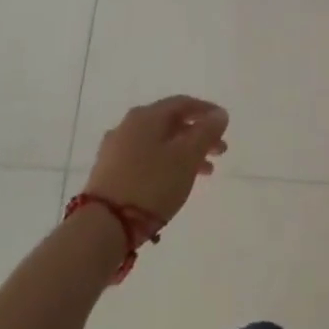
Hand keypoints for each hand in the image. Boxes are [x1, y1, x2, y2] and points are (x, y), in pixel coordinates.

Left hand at [83, 95, 229, 224]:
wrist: (103, 225)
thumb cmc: (151, 185)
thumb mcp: (187, 157)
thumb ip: (206, 132)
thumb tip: (219, 114)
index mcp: (147, 116)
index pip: (183, 103)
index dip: (207, 111)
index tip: (225, 124)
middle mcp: (129, 125)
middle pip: (171, 123)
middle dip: (198, 135)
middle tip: (219, 152)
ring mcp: (115, 148)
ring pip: (158, 142)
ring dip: (184, 152)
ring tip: (204, 173)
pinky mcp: (108, 171)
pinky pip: (145, 158)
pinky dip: (165, 163)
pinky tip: (175, 180)